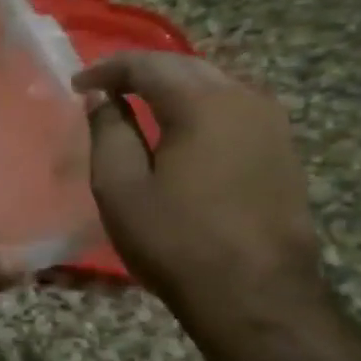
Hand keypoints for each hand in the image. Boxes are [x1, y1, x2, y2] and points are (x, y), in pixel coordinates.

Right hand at [72, 53, 323, 311]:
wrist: (256, 296)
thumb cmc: (175, 240)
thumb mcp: (120, 187)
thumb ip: (108, 131)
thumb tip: (101, 97)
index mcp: (202, 105)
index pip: (147, 65)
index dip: (107, 69)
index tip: (76, 85)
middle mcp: (245, 101)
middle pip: (186, 66)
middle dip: (141, 71)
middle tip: (103, 88)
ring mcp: (273, 125)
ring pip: (215, 83)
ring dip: (173, 85)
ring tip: (138, 102)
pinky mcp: (283, 150)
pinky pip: (235, 107)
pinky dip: (200, 105)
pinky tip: (181, 127)